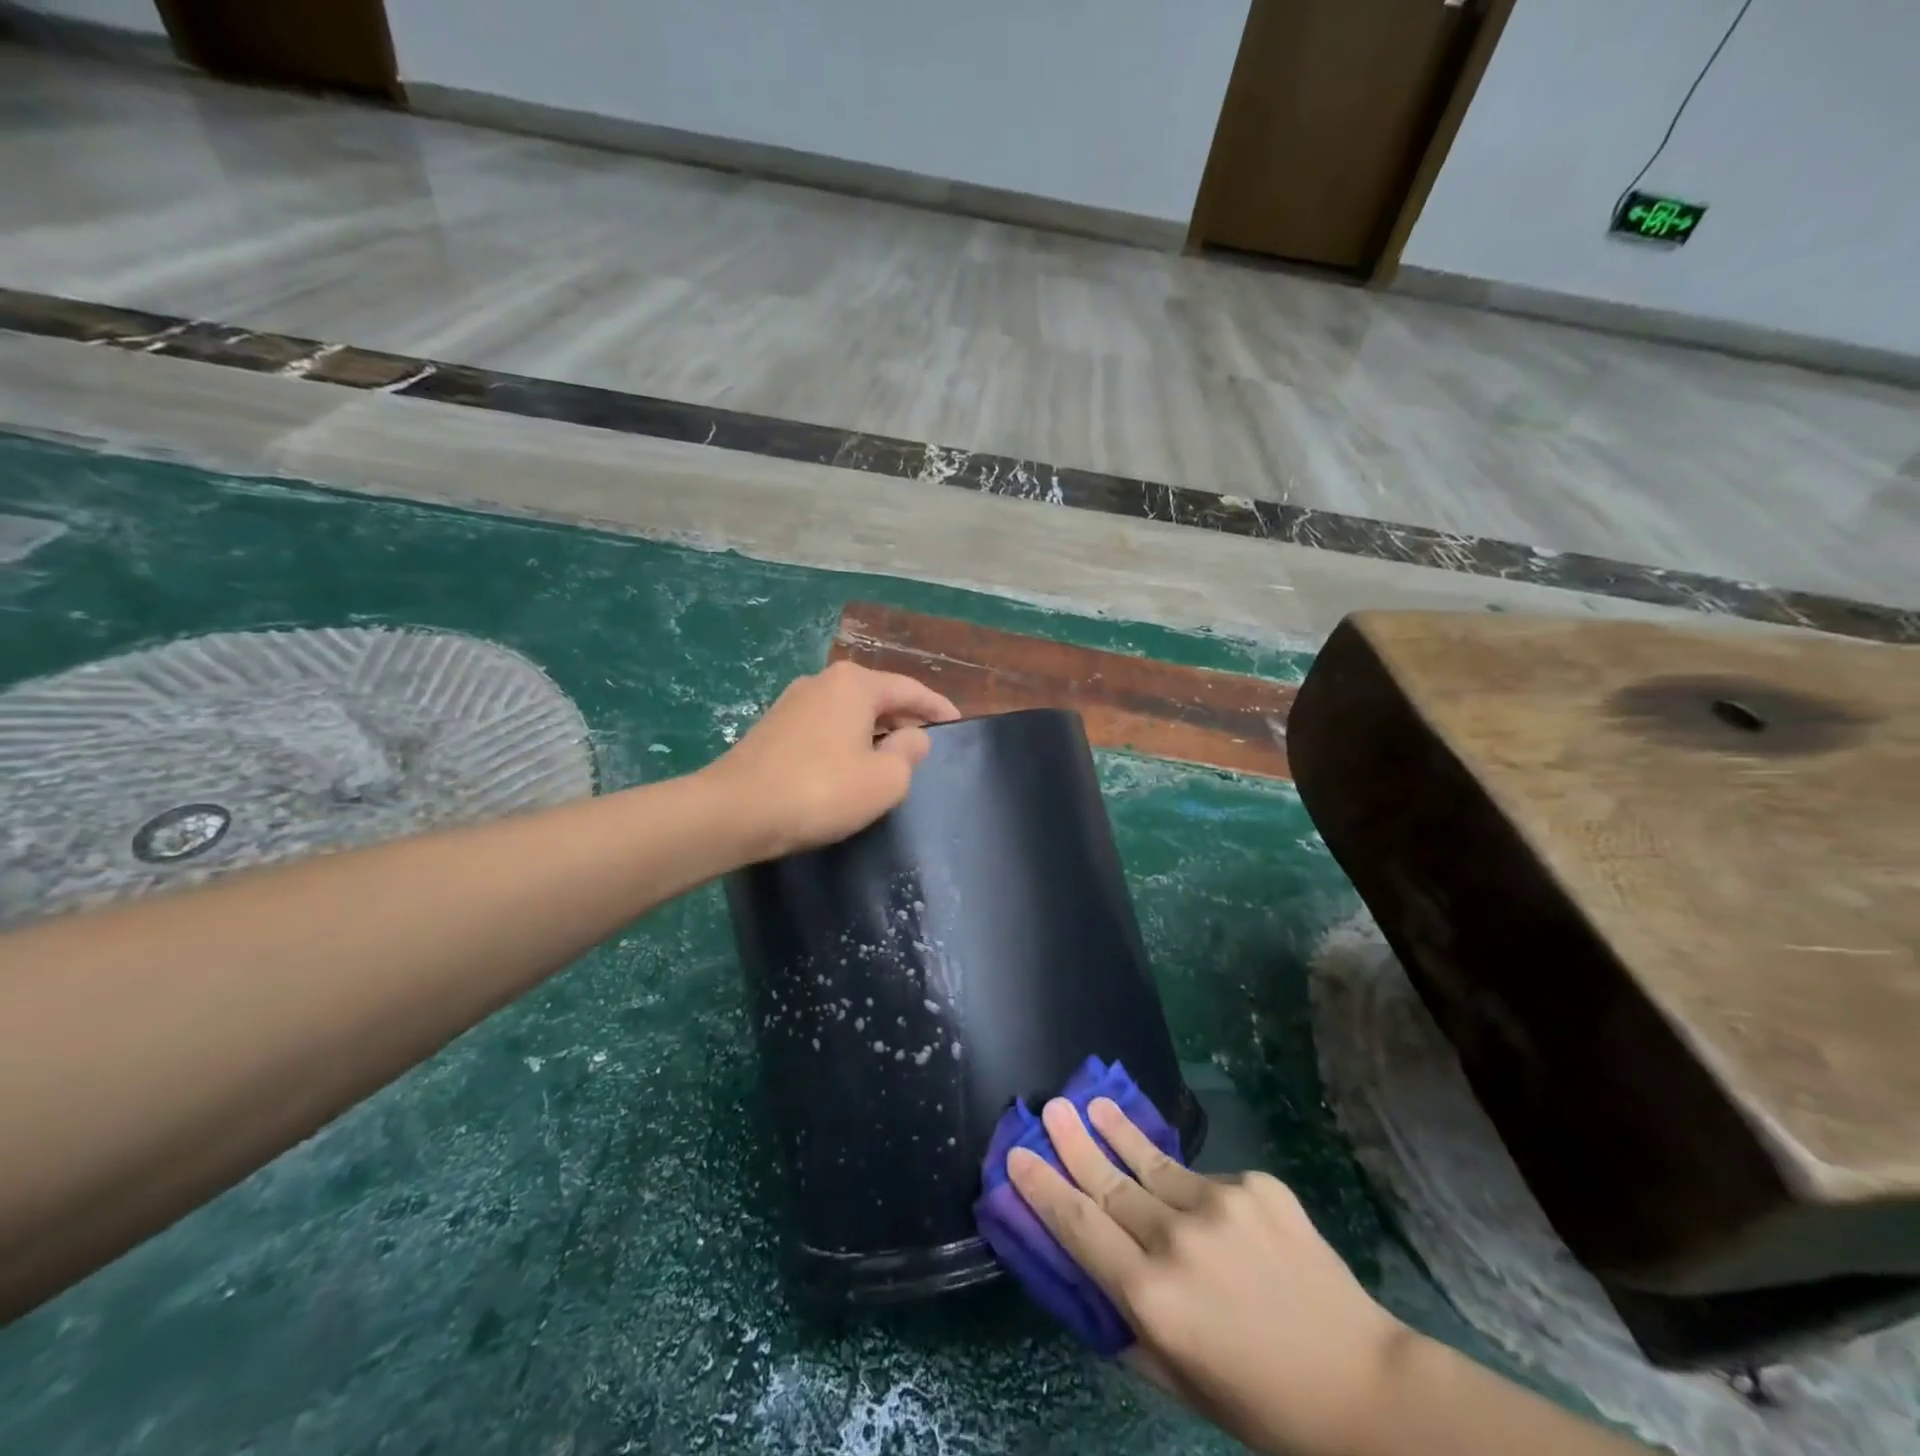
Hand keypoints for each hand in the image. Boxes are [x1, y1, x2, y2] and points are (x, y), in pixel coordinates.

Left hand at [704, 661, 959, 858]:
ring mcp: (792, 702)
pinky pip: (825, 727)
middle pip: (878, 696)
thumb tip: (912, 736)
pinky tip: (848, 767)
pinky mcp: (772, 727)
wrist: (735, 811)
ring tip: (890, 758)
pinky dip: (846, 741)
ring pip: (849, 712)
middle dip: (904, 718)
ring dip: (873, 732)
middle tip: (927, 745)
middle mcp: (822, 681)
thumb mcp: (885, 780)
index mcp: (855, 684)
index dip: (938, 708)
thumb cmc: (820, 790)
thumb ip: (909, 752)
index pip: (910, 689)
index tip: (959, 724)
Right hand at [1008, 1098, 1408, 1455]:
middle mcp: (1177, 1240)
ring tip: (1094, 1104)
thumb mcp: (1178, 1382)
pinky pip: (1206, 1179)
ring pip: (1152, 1162)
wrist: (1362, 1386)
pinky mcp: (1256, 1184)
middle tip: (1050, 1107)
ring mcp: (1220, 1204)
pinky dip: (1190, 1185)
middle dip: (1073, 1143)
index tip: (1017, 1156)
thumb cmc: (1261, 1403)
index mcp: (1153, 1298)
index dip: (1043, 1189)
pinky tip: (1192, 1193)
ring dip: (1119, 1133)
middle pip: (1109, 1182)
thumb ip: (1126, 1326)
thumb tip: (1087, 1276)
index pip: (1079, 1227)